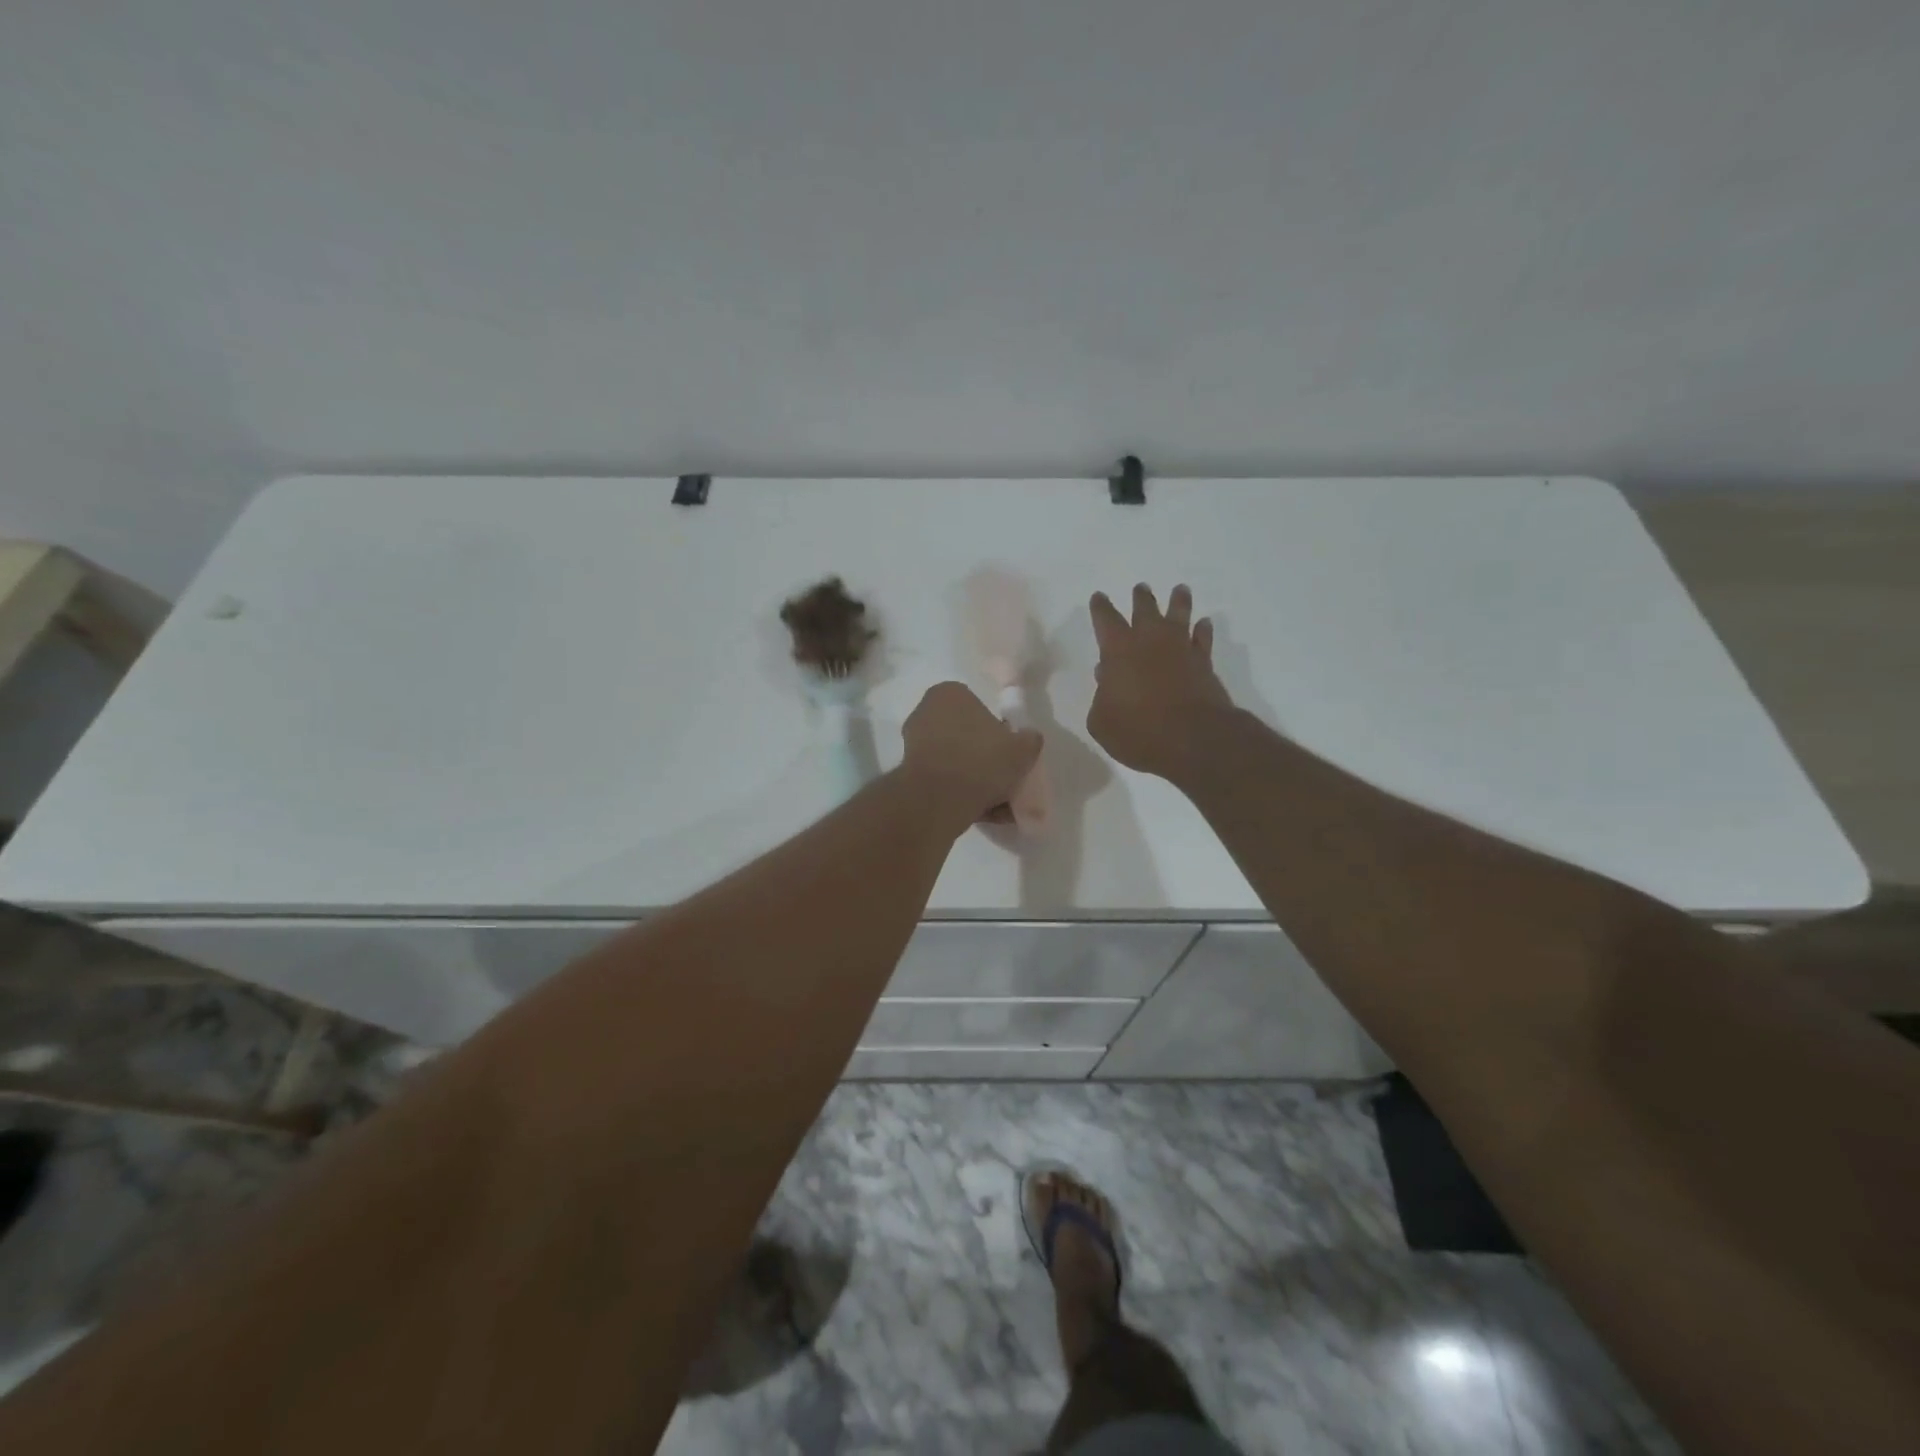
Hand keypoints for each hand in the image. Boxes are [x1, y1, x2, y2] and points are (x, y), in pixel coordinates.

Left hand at [900, 682, 1042, 827]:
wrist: (939, 799)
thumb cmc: (981, 760)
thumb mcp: (1022, 748)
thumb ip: (1029, 740)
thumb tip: (1028, 739)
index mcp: (949, 694)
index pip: (979, 708)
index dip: (997, 732)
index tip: (1009, 753)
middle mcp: (925, 713)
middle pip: (965, 737)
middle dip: (984, 760)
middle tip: (1005, 780)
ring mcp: (913, 745)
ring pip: (955, 764)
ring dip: (976, 782)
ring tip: (999, 806)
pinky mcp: (909, 775)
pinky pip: (943, 783)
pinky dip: (961, 796)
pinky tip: (983, 814)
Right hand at [1087, 584, 1232, 778]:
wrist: (1193, 740)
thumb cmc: (1138, 732)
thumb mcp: (1102, 722)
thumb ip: (1101, 698)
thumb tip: (1108, 680)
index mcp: (1118, 650)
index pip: (1106, 620)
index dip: (1100, 608)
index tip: (1099, 597)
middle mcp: (1150, 641)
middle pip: (1145, 609)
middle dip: (1141, 598)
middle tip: (1141, 588)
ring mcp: (1180, 649)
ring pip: (1179, 615)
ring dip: (1178, 601)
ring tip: (1180, 590)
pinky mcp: (1204, 664)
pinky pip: (1203, 639)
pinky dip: (1202, 630)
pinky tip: (1204, 624)